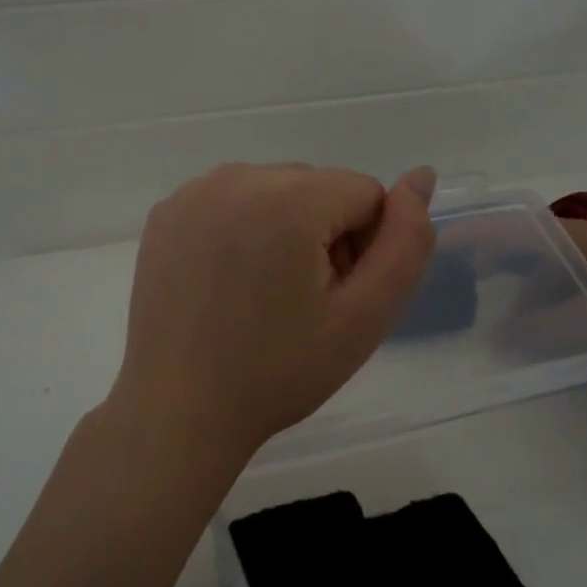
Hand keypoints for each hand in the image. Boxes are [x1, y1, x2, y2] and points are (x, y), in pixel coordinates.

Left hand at [110, 163, 437, 461]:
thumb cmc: (279, 372)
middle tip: (301, 304)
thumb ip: (406, 242)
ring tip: (263, 296)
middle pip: (318, 188)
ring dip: (285, 230)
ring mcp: (193, 192)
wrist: (181, 410)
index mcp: (290, 197)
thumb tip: (420, 177)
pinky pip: (231, 202)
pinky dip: (241, 230)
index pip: (366, 193)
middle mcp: (237, 177)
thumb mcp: (364, 316)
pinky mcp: (166, 213)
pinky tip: (226, 283)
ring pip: (275, 192)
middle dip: (324, 235)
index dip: (365, 248)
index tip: (336, 297)